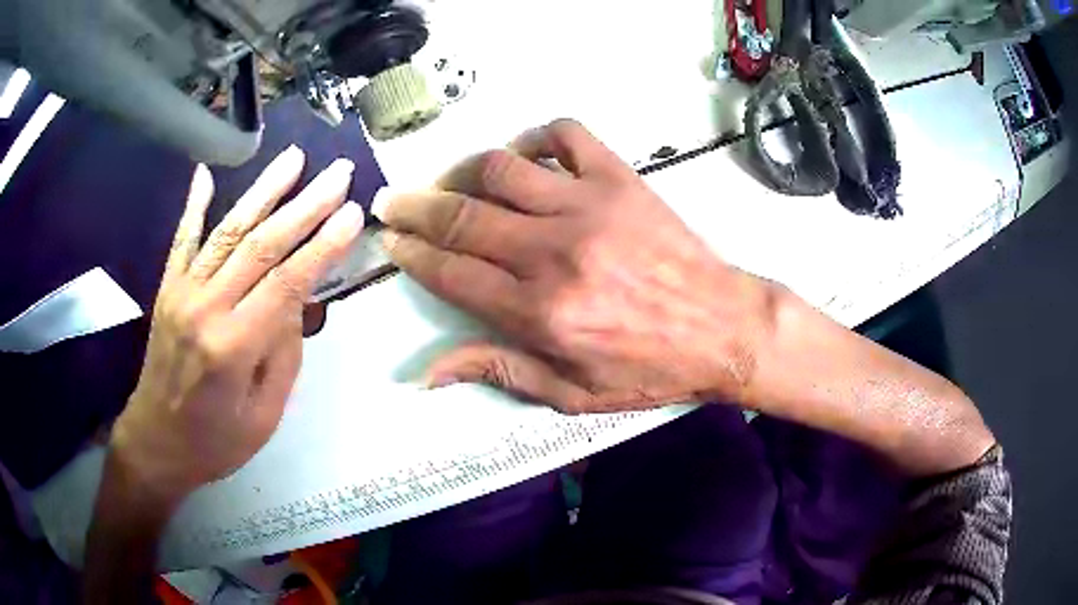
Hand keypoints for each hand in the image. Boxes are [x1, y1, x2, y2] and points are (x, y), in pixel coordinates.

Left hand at [111, 146, 363, 499]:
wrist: (157, 442)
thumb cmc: (216, 442)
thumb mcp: (264, 416)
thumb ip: (283, 355)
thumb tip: (296, 301)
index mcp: (233, 347)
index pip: (286, 282)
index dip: (322, 245)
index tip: (353, 212)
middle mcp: (205, 308)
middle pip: (261, 245)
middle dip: (305, 205)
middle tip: (337, 173)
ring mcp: (182, 292)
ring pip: (227, 230)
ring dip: (263, 191)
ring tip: (294, 158)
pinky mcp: (167, 289)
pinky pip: (182, 239)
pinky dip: (195, 204)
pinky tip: (206, 173)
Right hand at [376, 119, 778, 413]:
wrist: (723, 329)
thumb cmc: (649, 369)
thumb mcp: (570, 393)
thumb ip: (496, 371)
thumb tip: (424, 373)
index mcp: (539, 312)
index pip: (451, 272)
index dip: (411, 253)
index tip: (391, 238)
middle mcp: (554, 252)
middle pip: (463, 216)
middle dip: (416, 207)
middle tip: (394, 201)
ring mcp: (588, 206)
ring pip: (502, 168)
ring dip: (465, 171)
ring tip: (454, 183)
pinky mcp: (620, 180)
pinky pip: (567, 135)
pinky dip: (537, 137)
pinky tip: (528, 156)